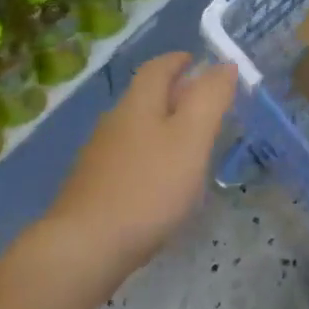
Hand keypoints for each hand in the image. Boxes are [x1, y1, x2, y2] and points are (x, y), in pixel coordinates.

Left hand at [46, 52, 236, 276]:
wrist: (84, 249)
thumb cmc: (147, 187)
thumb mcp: (191, 138)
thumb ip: (210, 98)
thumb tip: (224, 64)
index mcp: (138, 103)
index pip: (157, 67)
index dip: (178, 60)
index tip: (196, 61)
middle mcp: (115, 121)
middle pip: (145, 96)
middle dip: (174, 94)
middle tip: (204, 105)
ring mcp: (99, 156)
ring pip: (136, 129)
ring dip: (162, 127)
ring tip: (189, 145)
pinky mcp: (93, 189)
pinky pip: (128, 159)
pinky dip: (149, 158)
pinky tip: (161, 183)